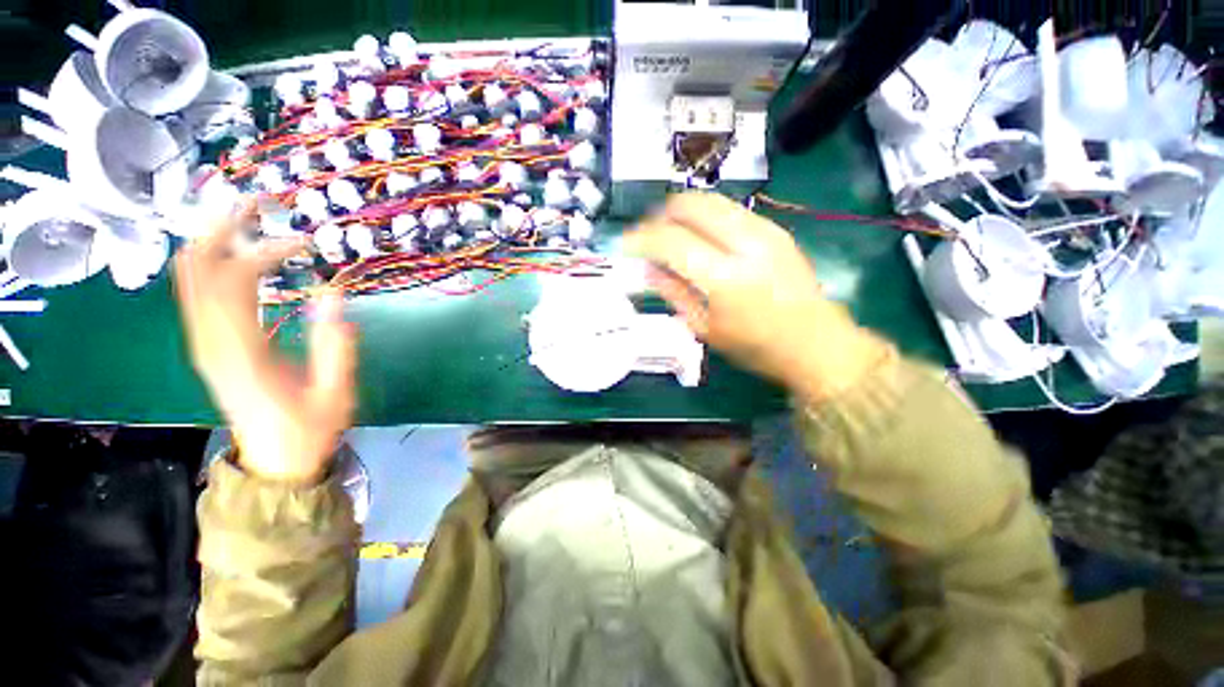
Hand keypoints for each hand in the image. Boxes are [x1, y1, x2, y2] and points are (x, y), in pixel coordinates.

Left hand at [175, 199, 356, 483]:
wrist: (274, 460)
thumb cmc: (309, 429)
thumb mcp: (335, 391)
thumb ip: (336, 344)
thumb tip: (334, 292)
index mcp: (241, 354)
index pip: (236, 284)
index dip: (265, 253)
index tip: (302, 241)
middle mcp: (210, 342)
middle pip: (196, 270)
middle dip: (221, 229)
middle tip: (255, 201)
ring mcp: (203, 343)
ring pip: (188, 278)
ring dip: (211, 240)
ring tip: (244, 215)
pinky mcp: (207, 344)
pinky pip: (196, 293)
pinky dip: (209, 262)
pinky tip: (232, 250)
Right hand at [624, 192, 889, 404]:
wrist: (816, 343)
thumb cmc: (755, 346)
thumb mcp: (705, 328)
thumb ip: (673, 293)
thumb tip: (647, 269)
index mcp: (724, 278)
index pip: (670, 241)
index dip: (641, 239)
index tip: (625, 245)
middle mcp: (745, 244)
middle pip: (691, 205)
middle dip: (660, 215)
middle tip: (647, 235)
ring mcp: (765, 230)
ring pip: (711, 201)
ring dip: (682, 212)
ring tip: (669, 233)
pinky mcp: (776, 229)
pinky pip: (729, 210)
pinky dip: (705, 217)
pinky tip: (699, 237)